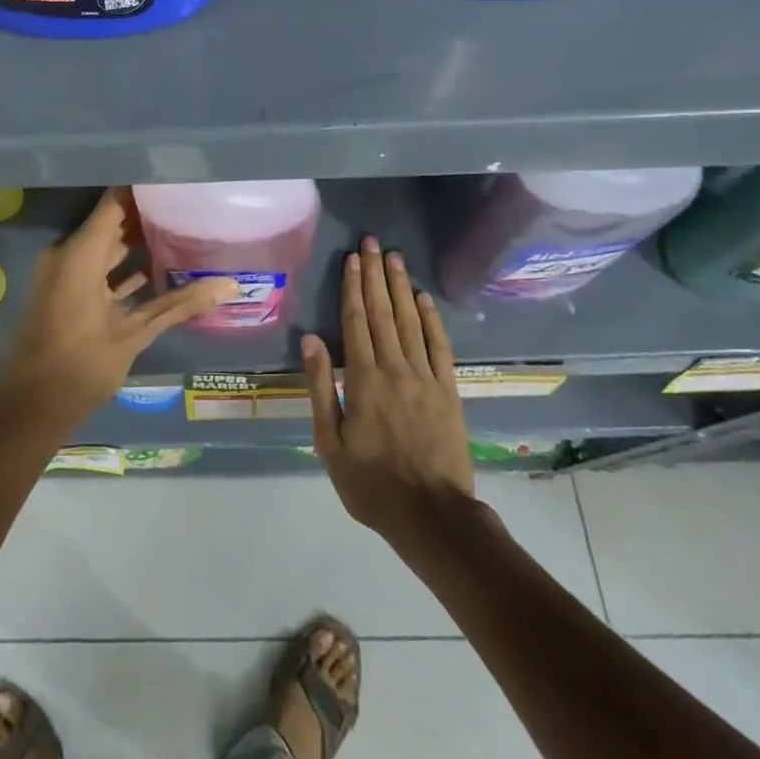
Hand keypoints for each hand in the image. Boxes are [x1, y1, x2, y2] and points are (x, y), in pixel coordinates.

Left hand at [0, 189, 234, 433]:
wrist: (31, 408)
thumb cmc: (81, 366)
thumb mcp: (134, 334)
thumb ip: (180, 304)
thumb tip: (230, 285)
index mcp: (80, 254)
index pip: (114, 202)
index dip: (143, 187)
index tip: (175, 178)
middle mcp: (69, 254)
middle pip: (112, 222)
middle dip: (147, 214)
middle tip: (186, 204)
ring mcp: (65, 273)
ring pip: (106, 246)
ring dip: (137, 242)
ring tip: (180, 230)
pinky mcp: (67, 292)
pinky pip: (98, 268)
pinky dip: (123, 268)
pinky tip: (159, 268)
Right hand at [304, 237, 473, 538]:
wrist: (431, 515)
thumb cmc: (371, 483)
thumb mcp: (330, 442)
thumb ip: (321, 388)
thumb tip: (311, 340)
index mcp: (363, 379)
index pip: (355, 321)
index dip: (352, 287)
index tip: (351, 259)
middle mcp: (394, 368)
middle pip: (382, 312)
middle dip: (375, 275)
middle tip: (372, 243)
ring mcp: (425, 377)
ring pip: (410, 321)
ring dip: (400, 287)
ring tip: (394, 257)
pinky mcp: (448, 390)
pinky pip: (439, 346)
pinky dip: (432, 319)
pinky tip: (424, 298)